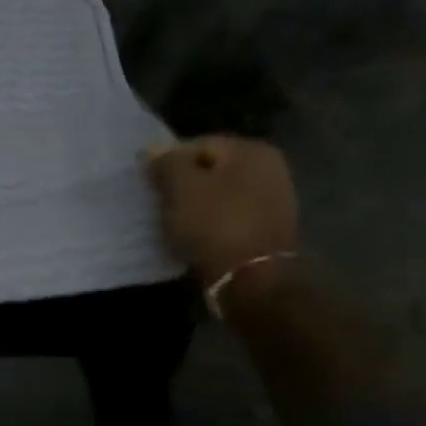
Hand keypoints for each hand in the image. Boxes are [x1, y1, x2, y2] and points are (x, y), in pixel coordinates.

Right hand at [145, 135, 298, 291]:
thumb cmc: (214, 224)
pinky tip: (197, 238)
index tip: (151, 187)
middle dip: (183, 186)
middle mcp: (270, 168)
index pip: (197, 145)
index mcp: (251, 150)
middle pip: (210, 170)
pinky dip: (211, 225)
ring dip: (196, 207)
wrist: (253, 279)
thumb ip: (166, 162)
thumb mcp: (181, 187)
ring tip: (176, 225)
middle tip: (161, 205)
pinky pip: (230, 217)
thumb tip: (155, 150)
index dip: (168, 163)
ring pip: (219, 195)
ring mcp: (274, 200)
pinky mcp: (269, 229)